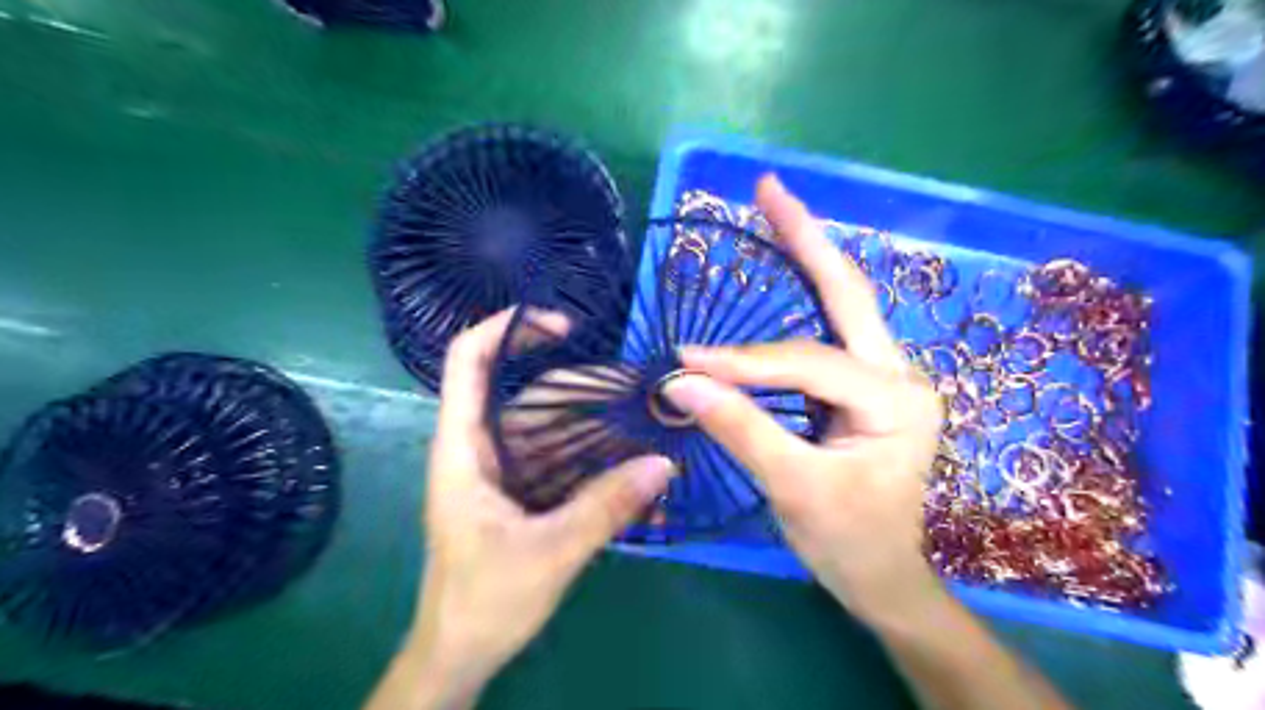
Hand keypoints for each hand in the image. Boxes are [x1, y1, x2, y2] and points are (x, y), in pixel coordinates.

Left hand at [398, 310, 676, 709]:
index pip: (468, 360)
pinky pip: (560, 461)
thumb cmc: (483, 602)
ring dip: (595, 427)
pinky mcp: (521, 493)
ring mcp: (503, 471)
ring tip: (646, 425)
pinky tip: (630, 469)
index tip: (563, 326)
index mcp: (463, 448)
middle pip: (529, 393)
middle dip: (582, 387)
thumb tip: (663, 463)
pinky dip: (593, 460)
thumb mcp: (550, 552)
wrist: (458, 655)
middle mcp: (481, 448)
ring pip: (550, 428)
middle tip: (636, 391)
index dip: (508, 327)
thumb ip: (606, 507)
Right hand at [662, 176, 948, 625]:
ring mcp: (885, 377)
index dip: (743, 362)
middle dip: (807, 239)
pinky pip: (829, 332)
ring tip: (773, 212)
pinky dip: (804, 297)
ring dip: (808, 257)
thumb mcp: (794, 489)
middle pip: (848, 295)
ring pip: (842, 306)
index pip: (806, 364)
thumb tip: (682, 381)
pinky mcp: (864, 386)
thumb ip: (742, 429)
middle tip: (769, 188)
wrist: (883, 577)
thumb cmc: (848, 542)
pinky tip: (786, 266)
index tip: (684, 362)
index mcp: (895, 401)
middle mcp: (899, 375)